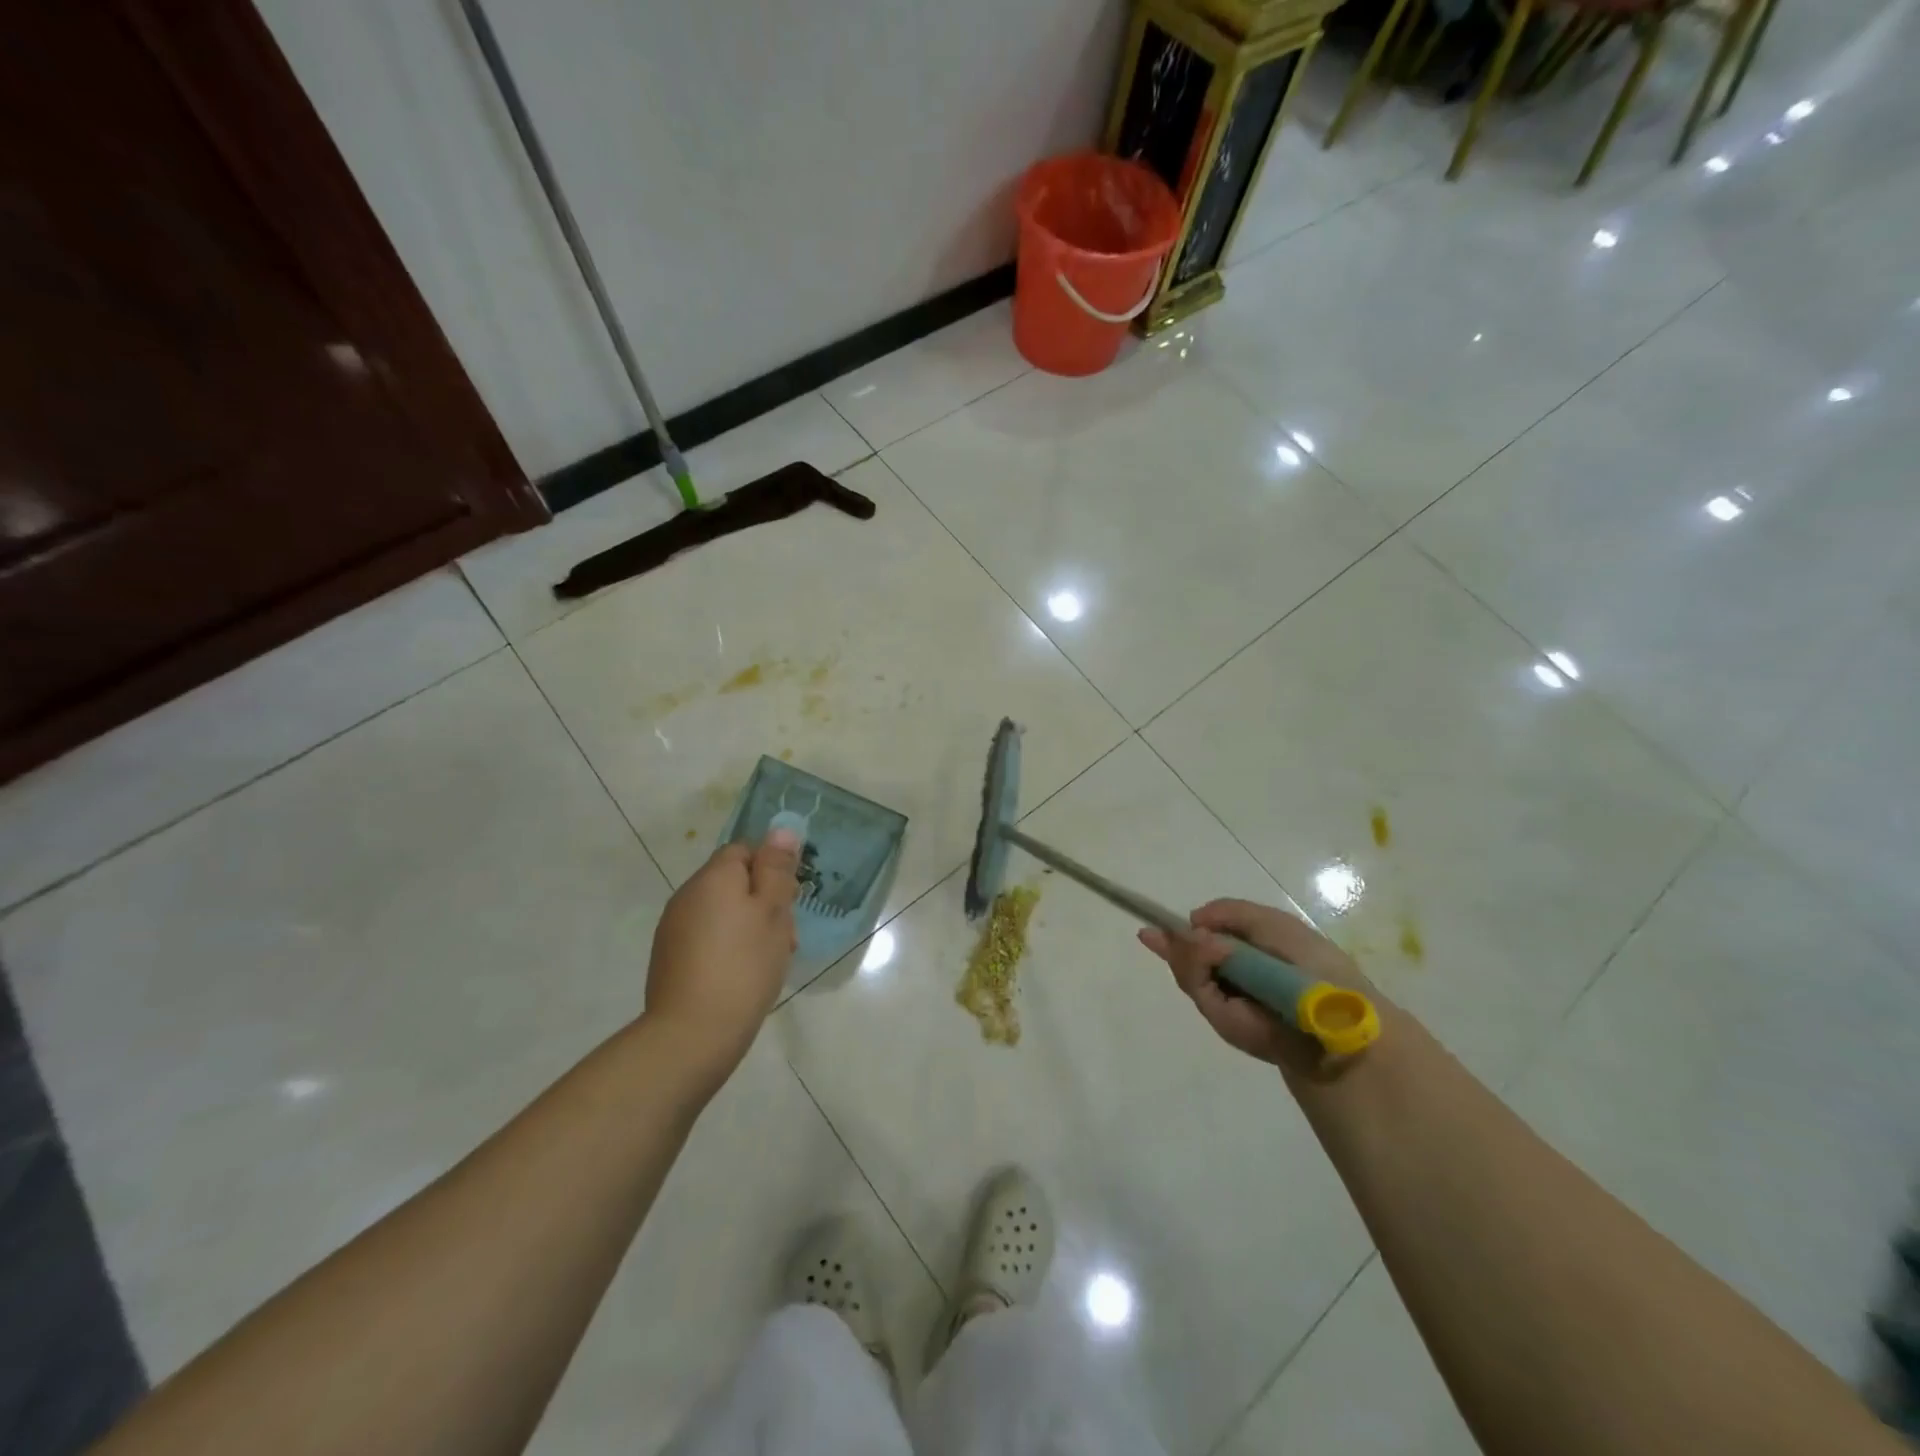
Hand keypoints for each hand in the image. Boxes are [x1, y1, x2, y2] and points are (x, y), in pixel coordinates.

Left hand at [644, 828, 800, 1078]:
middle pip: (733, 882)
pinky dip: (728, 948)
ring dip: (748, 927)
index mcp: (713, 877)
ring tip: (769, 960)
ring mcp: (674, 928)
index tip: (788, 901)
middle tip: (786, 936)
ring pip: (722, 912)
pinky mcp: (670, 959)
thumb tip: (781, 829)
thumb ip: (776, 869)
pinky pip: (707, 938)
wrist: (692, 1034)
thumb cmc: (743, 966)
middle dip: (763, 902)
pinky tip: (743, 976)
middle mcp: (687, 895)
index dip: (771, 869)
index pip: (744, 850)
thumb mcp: (772, 912)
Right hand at [1138, 899, 1378, 1075]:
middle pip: (1189, 955)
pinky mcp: (1222, 1020)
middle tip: (1154, 933)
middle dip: (1173, 942)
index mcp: (1251, 953)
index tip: (1151, 925)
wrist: (1334, 1021)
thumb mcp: (1274, 924)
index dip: (1180, 930)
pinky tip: (1207, 953)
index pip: (1208, 938)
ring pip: (1186, 970)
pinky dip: (1195, 966)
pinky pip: (1195, 986)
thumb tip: (1191, 921)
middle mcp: (1234, 977)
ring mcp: (1226, 1000)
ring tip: (1197, 943)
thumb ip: (1231, 912)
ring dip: (1186, 952)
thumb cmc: (1313, 966)